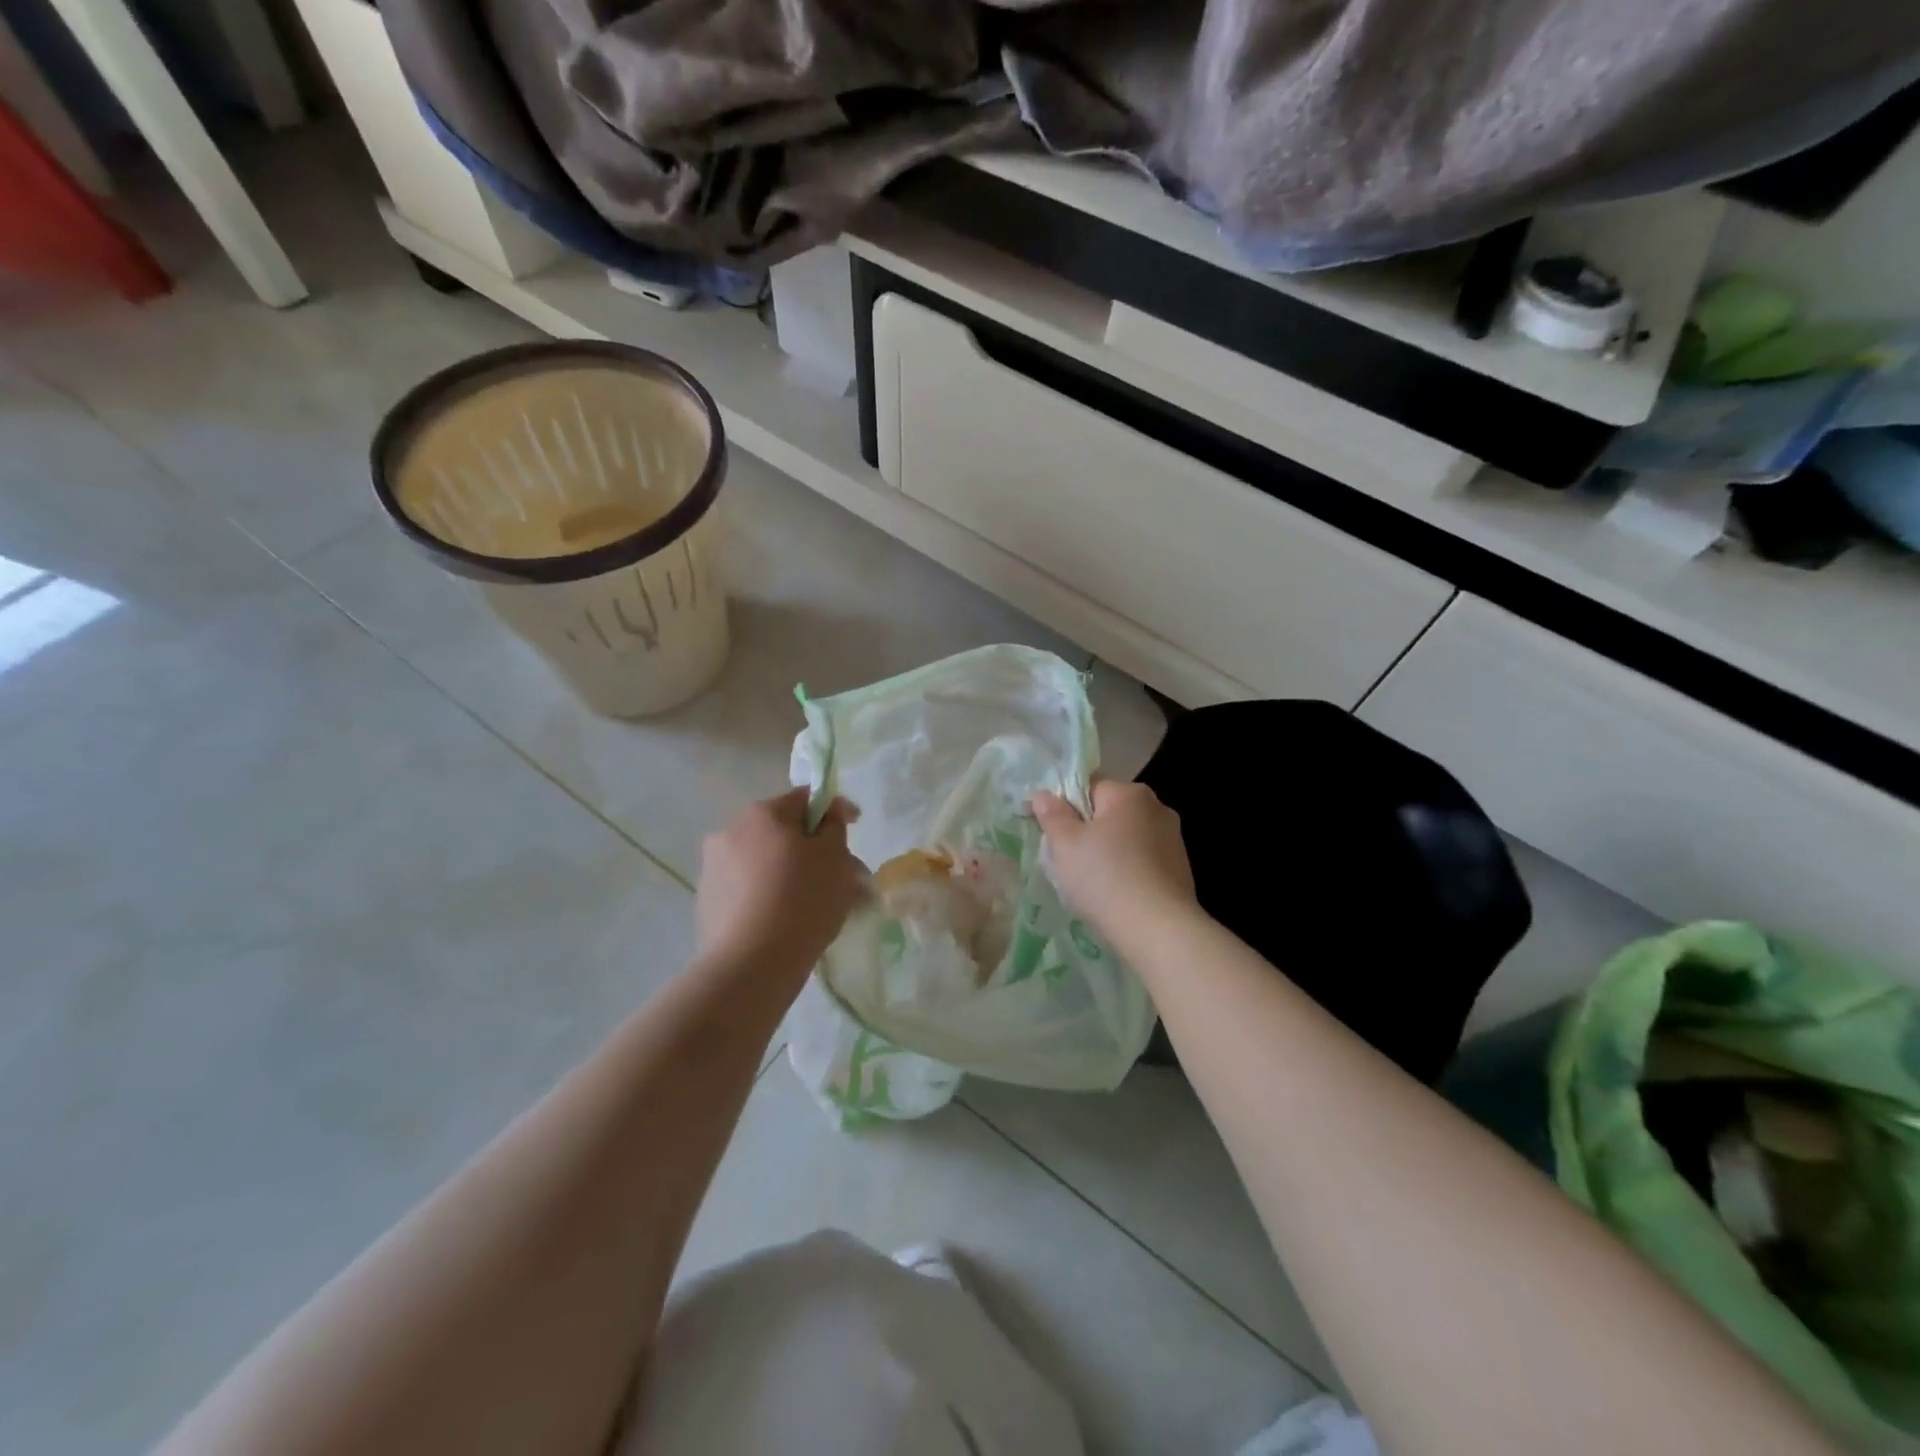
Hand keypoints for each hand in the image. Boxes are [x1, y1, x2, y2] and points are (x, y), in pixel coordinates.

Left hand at [697, 789, 865, 974]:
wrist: (751, 964)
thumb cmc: (802, 900)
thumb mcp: (835, 857)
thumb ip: (834, 827)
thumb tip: (827, 814)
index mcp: (763, 814)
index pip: (805, 798)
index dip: (834, 809)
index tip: (854, 826)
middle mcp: (731, 832)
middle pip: (783, 832)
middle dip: (813, 849)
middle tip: (841, 876)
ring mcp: (713, 869)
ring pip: (765, 863)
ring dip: (790, 874)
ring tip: (816, 905)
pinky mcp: (707, 903)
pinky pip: (749, 890)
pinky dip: (769, 896)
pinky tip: (787, 921)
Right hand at [1030, 780, 1197, 945]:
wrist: (1158, 930)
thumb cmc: (1104, 878)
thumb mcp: (1065, 845)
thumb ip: (1052, 815)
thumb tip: (1043, 794)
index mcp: (1129, 793)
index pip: (1088, 787)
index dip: (1064, 807)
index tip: (1050, 834)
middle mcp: (1157, 807)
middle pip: (1109, 812)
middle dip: (1087, 831)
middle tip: (1066, 861)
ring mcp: (1173, 839)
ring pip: (1126, 838)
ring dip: (1108, 853)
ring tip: (1091, 884)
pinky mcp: (1181, 869)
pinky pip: (1143, 861)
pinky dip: (1128, 871)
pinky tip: (1116, 896)